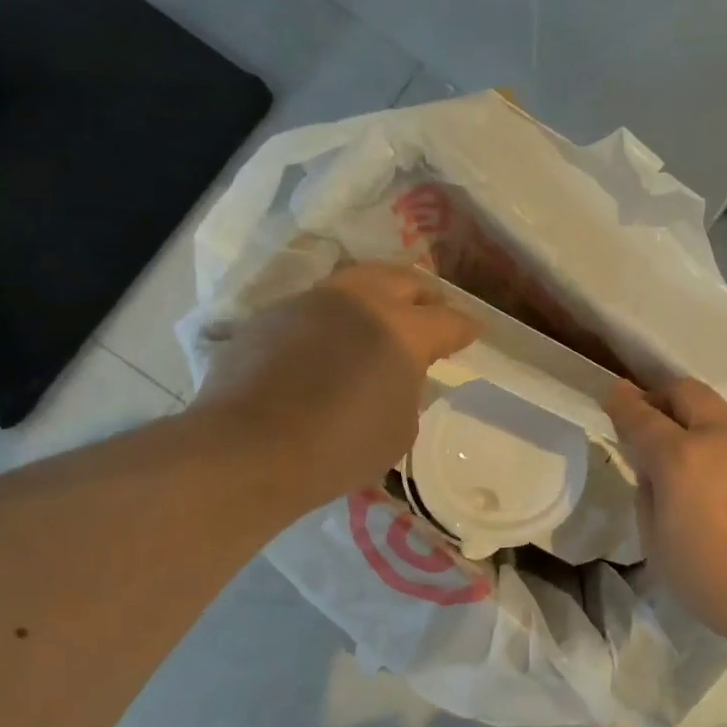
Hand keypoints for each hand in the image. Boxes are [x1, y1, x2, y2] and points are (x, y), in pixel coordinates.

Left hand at [197, 263, 480, 509]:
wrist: (252, 447)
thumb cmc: (341, 446)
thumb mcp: (400, 428)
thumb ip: (408, 390)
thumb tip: (398, 374)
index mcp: (403, 328)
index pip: (448, 320)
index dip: (465, 327)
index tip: (474, 331)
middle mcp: (360, 300)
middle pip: (403, 279)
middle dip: (424, 294)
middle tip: (432, 309)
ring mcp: (311, 301)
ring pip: (356, 282)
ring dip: (376, 295)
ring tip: (381, 316)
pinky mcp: (272, 315)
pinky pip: (316, 306)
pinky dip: (334, 317)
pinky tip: (330, 341)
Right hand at [606, 378, 726, 658]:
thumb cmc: (717, 583)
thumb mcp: (659, 547)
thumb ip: (649, 498)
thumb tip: (656, 475)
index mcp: (681, 458)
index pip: (641, 416)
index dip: (622, 402)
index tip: (613, 392)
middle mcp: (721, 438)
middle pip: (686, 392)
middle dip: (661, 396)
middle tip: (650, 417)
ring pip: (720, 415)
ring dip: (697, 423)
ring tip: (692, 462)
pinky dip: (726, 449)